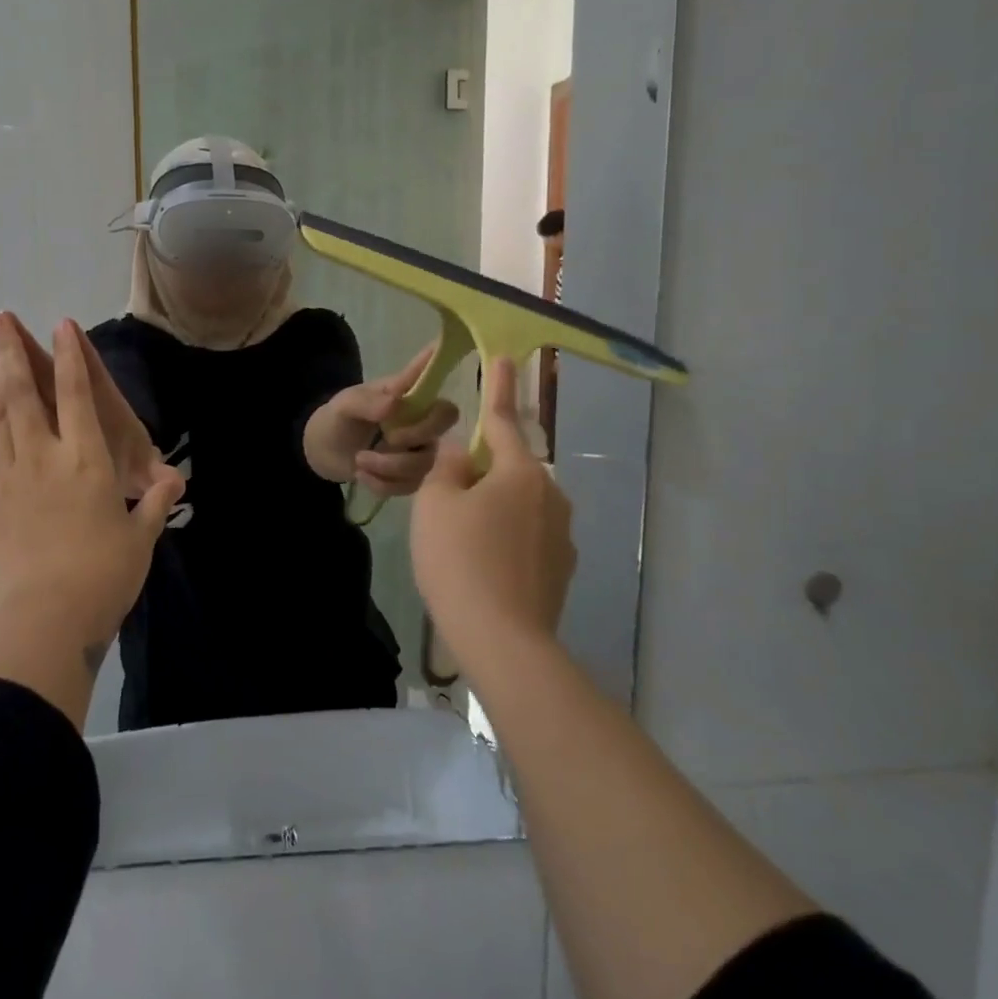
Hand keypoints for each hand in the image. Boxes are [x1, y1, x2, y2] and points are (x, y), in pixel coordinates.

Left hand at [0, 314, 183, 651]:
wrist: (44, 619)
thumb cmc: (104, 574)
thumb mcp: (140, 538)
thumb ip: (154, 504)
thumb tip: (175, 481)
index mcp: (87, 460)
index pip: (77, 395)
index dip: (70, 357)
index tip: (60, 325)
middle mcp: (45, 458)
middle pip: (23, 395)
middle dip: (10, 353)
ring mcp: (10, 480)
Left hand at [304, 343, 460, 494]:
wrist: (325, 451)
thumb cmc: (339, 418)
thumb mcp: (346, 405)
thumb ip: (368, 402)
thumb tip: (396, 403)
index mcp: (408, 393)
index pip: (434, 377)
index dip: (445, 365)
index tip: (450, 349)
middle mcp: (421, 419)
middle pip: (444, 422)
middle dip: (415, 435)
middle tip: (386, 438)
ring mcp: (420, 449)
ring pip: (425, 462)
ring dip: (389, 466)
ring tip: (359, 460)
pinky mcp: (412, 477)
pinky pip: (410, 485)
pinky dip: (382, 483)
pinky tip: (362, 475)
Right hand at [410, 357, 574, 666]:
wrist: (503, 641)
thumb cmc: (460, 560)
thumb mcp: (436, 504)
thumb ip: (448, 467)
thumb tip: (463, 452)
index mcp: (520, 472)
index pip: (504, 419)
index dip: (499, 387)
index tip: (505, 357)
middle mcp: (551, 495)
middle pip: (509, 468)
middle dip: (481, 472)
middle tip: (447, 499)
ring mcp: (561, 535)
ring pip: (519, 505)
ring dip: (493, 509)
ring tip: (460, 543)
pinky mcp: (561, 568)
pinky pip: (527, 537)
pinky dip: (505, 540)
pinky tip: (483, 567)